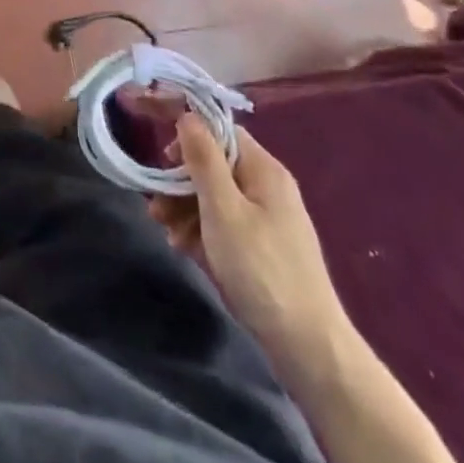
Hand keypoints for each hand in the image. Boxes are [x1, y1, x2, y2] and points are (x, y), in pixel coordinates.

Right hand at [153, 119, 348, 363]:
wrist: (308, 348)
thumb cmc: (261, 270)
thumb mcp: (223, 210)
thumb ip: (204, 160)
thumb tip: (188, 115)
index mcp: (264, 170)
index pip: (220, 131)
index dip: (187, 135)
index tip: (158, 154)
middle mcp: (267, 187)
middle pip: (214, 166)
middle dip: (180, 181)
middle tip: (155, 204)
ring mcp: (267, 219)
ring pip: (216, 197)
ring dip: (184, 207)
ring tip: (163, 230)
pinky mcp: (263, 247)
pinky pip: (225, 223)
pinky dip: (201, 229)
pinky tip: (184, 248)